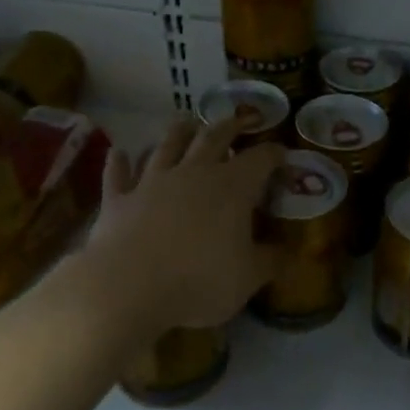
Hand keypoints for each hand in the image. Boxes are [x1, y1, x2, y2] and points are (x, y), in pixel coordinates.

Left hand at [73, 116, 282, 338]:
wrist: (127, 288)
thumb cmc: (199, 281)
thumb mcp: (248, 278)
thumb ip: (272, 260)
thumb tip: (291, 251)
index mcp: (233, 186)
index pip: (261, 159)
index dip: (274, 154)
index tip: (283, 155)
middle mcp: (194, 172)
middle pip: (215, 137)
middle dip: (230, 127)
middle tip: (238, 121)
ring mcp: (153, 181)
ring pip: (168, 145)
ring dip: (179, 131)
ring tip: (186, 122)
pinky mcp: (119, 198)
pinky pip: (118, 173)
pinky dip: (119, 161)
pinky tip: (119, 152)